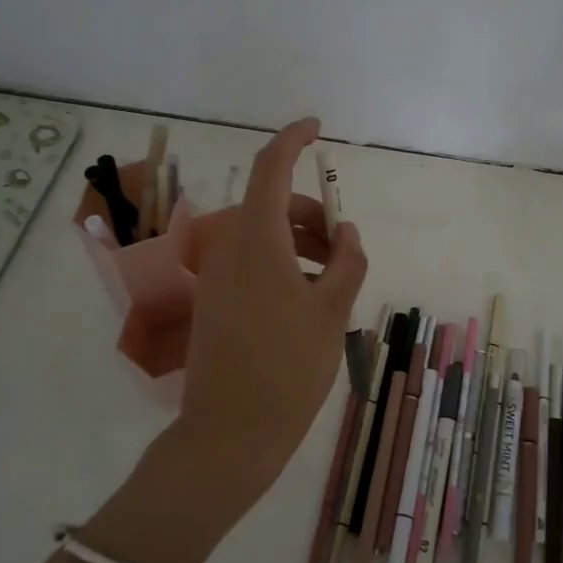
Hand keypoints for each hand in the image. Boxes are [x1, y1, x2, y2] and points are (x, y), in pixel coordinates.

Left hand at [174, 118, 366, 525]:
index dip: (293, 139)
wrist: (229, 435)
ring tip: (334, 279)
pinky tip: (307, 298)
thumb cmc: (288, 368)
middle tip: (345, 248)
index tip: (317, 128)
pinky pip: (251, 262)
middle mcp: (229, 248)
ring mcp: (217, 276)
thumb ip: (347, 262)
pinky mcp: (214, 301)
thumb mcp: (333, 312)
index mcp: (257, 240)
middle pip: (272, 205)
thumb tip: (347, 233)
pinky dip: (282, 262)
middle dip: (312, 214)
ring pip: (263, 235)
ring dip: (300, 241)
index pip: (271, 168)